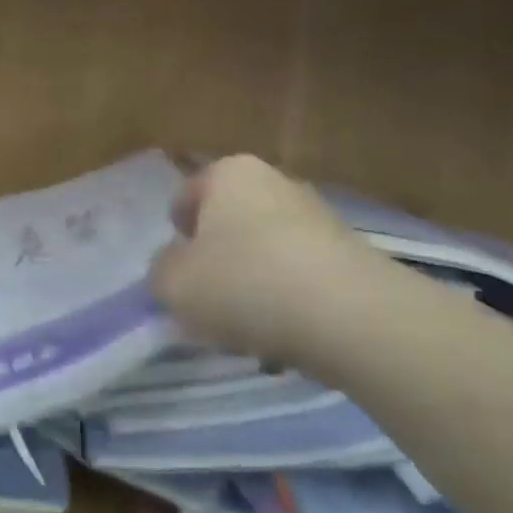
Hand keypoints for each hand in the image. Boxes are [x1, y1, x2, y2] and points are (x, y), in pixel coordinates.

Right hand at [151, 155, 396, 377]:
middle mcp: (274, 181)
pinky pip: (301, 277)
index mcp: (228, 173)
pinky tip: (287, 339)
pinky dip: (289, 303)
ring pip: (265, 251)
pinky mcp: (351, 255)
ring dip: (252, 284)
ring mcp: (318, 216)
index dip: (176, 235)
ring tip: (248, 331)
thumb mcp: (174, 283)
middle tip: (207, 303)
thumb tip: (174, 269)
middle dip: (216, 260)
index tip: (177, 272)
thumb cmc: (246, 283)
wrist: (352, 317)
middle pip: (229, 223)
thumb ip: (161, 271)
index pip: (186, 196)